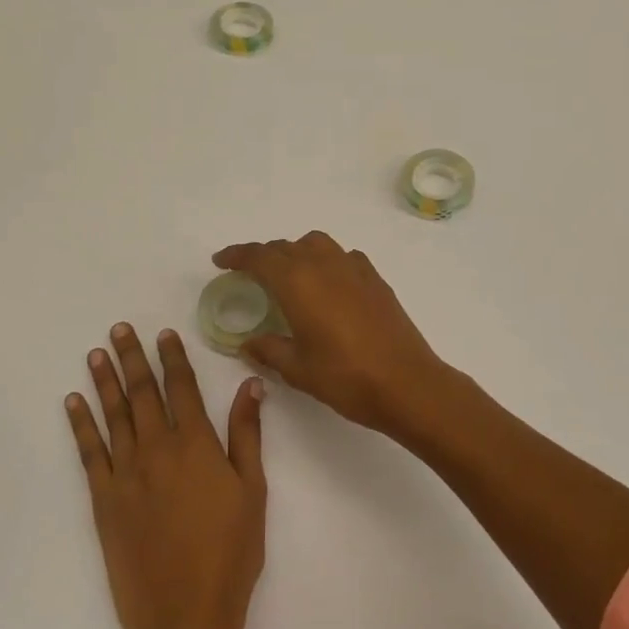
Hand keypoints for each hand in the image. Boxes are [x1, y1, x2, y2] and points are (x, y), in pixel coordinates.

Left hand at [66, 324, 266, 628]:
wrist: (184, 618)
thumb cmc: (230, 554)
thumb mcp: (253, 491)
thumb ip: (248, 434)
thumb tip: (251, 385)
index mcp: (197, 445)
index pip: (182, 387)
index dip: (172, 357)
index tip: (163, 333)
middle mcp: (158, 449)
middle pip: (143, 392)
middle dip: (132, 357)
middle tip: (119, 329)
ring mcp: (127, 473)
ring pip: (114, 415)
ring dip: (105, 381)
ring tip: (96, 353)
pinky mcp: (104, 500)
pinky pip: (89, 453)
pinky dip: (81, 424)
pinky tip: (73, 403)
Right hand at [213, 232, 460, 439]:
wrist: (407, 383)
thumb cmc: (346, 377)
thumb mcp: (298, 369)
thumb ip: (269, 350)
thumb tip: (248, 342)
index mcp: (298, 282)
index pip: (260, 257)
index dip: (237, 255)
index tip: (221, 260)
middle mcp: (324, 265)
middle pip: (286, 248)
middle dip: (264, 257)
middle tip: (249, 274)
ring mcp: (354, 268)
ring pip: (316, 245)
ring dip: (296, 253)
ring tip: (288, 276)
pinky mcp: (375, 279)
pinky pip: (342, 256)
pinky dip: (326, 261)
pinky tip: (327, 285)